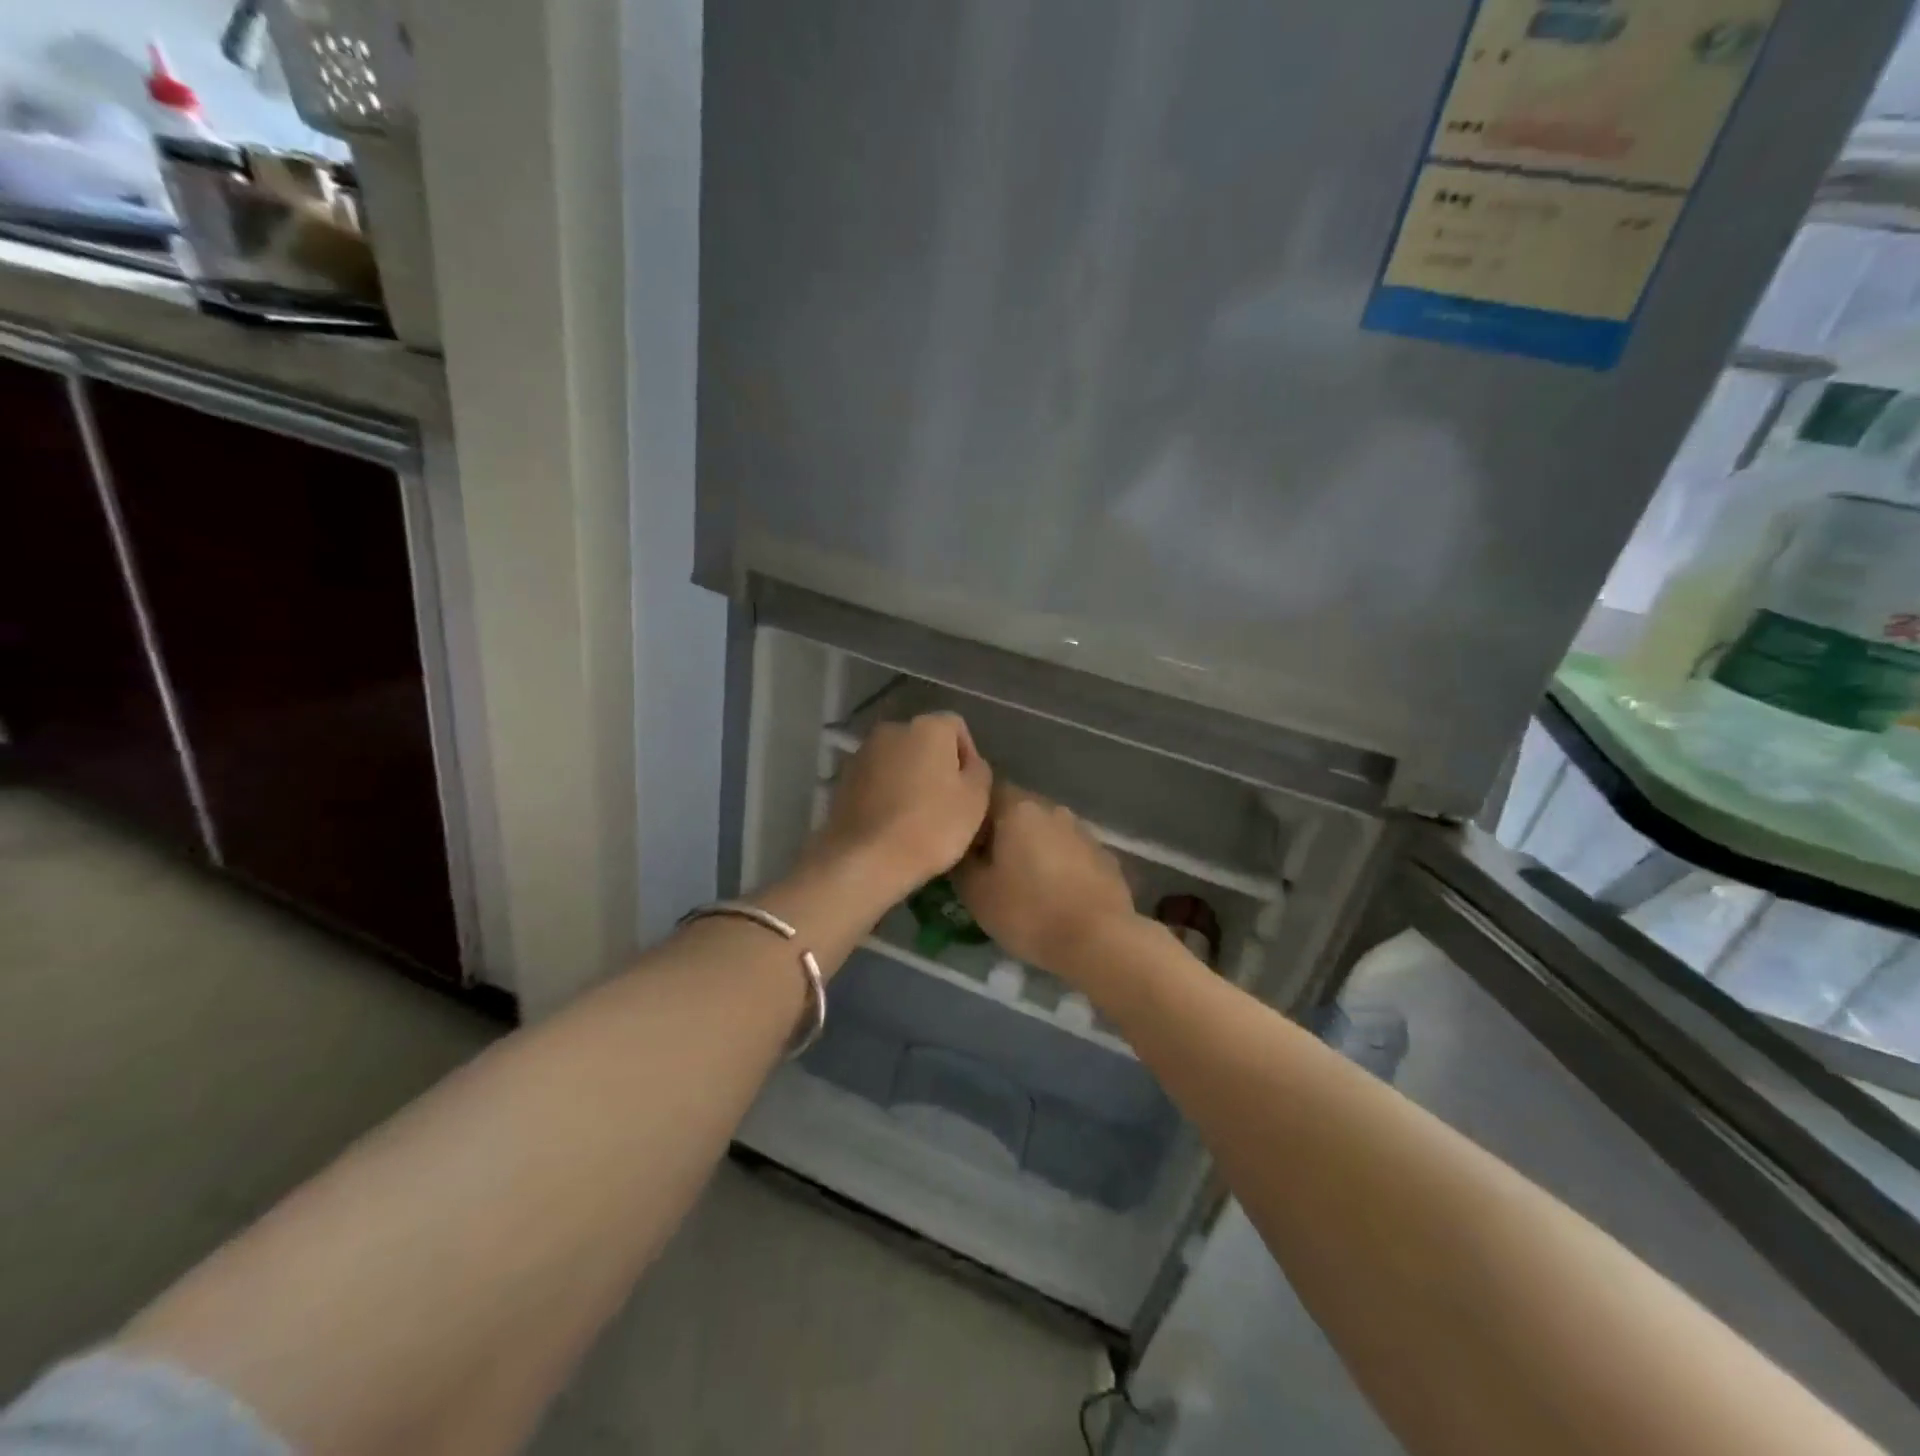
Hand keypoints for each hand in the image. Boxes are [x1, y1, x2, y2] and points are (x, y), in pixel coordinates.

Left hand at [810, 713, 991, 898]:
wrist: (865, 859)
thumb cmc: (931, 826)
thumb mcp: (976, 800)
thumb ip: (979, 771)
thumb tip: (969, 764)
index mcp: (928, 727)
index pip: (956, 727)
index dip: (968, 756)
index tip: (970, 789)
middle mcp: (892, 729)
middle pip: (924, 742)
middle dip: (936, 766)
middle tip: (947, 804)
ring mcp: (862, 753)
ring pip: (898, 761)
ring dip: (910, 779)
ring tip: (917, 817)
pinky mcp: (843, 779)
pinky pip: (876, 780)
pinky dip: (887, 793)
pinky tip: (892, 823)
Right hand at [954, 785, 1138, 979]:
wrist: (1098, 940)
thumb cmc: (1028, 912)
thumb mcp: (976, 893)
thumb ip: (963, 862)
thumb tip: (963, 849)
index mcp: (1018, 809)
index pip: (987, 793)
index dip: (973, 816)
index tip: (966, 844)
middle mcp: (1053, 809)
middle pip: (1019, 811)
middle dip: (1004, 833)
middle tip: (991, 867)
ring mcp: (1083, 831)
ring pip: (1047, 832)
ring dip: (1034, 849)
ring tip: (1025, 884)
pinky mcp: (1105, 856)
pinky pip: (1072, 853)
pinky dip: (1060, 866)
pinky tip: (1056, 895)